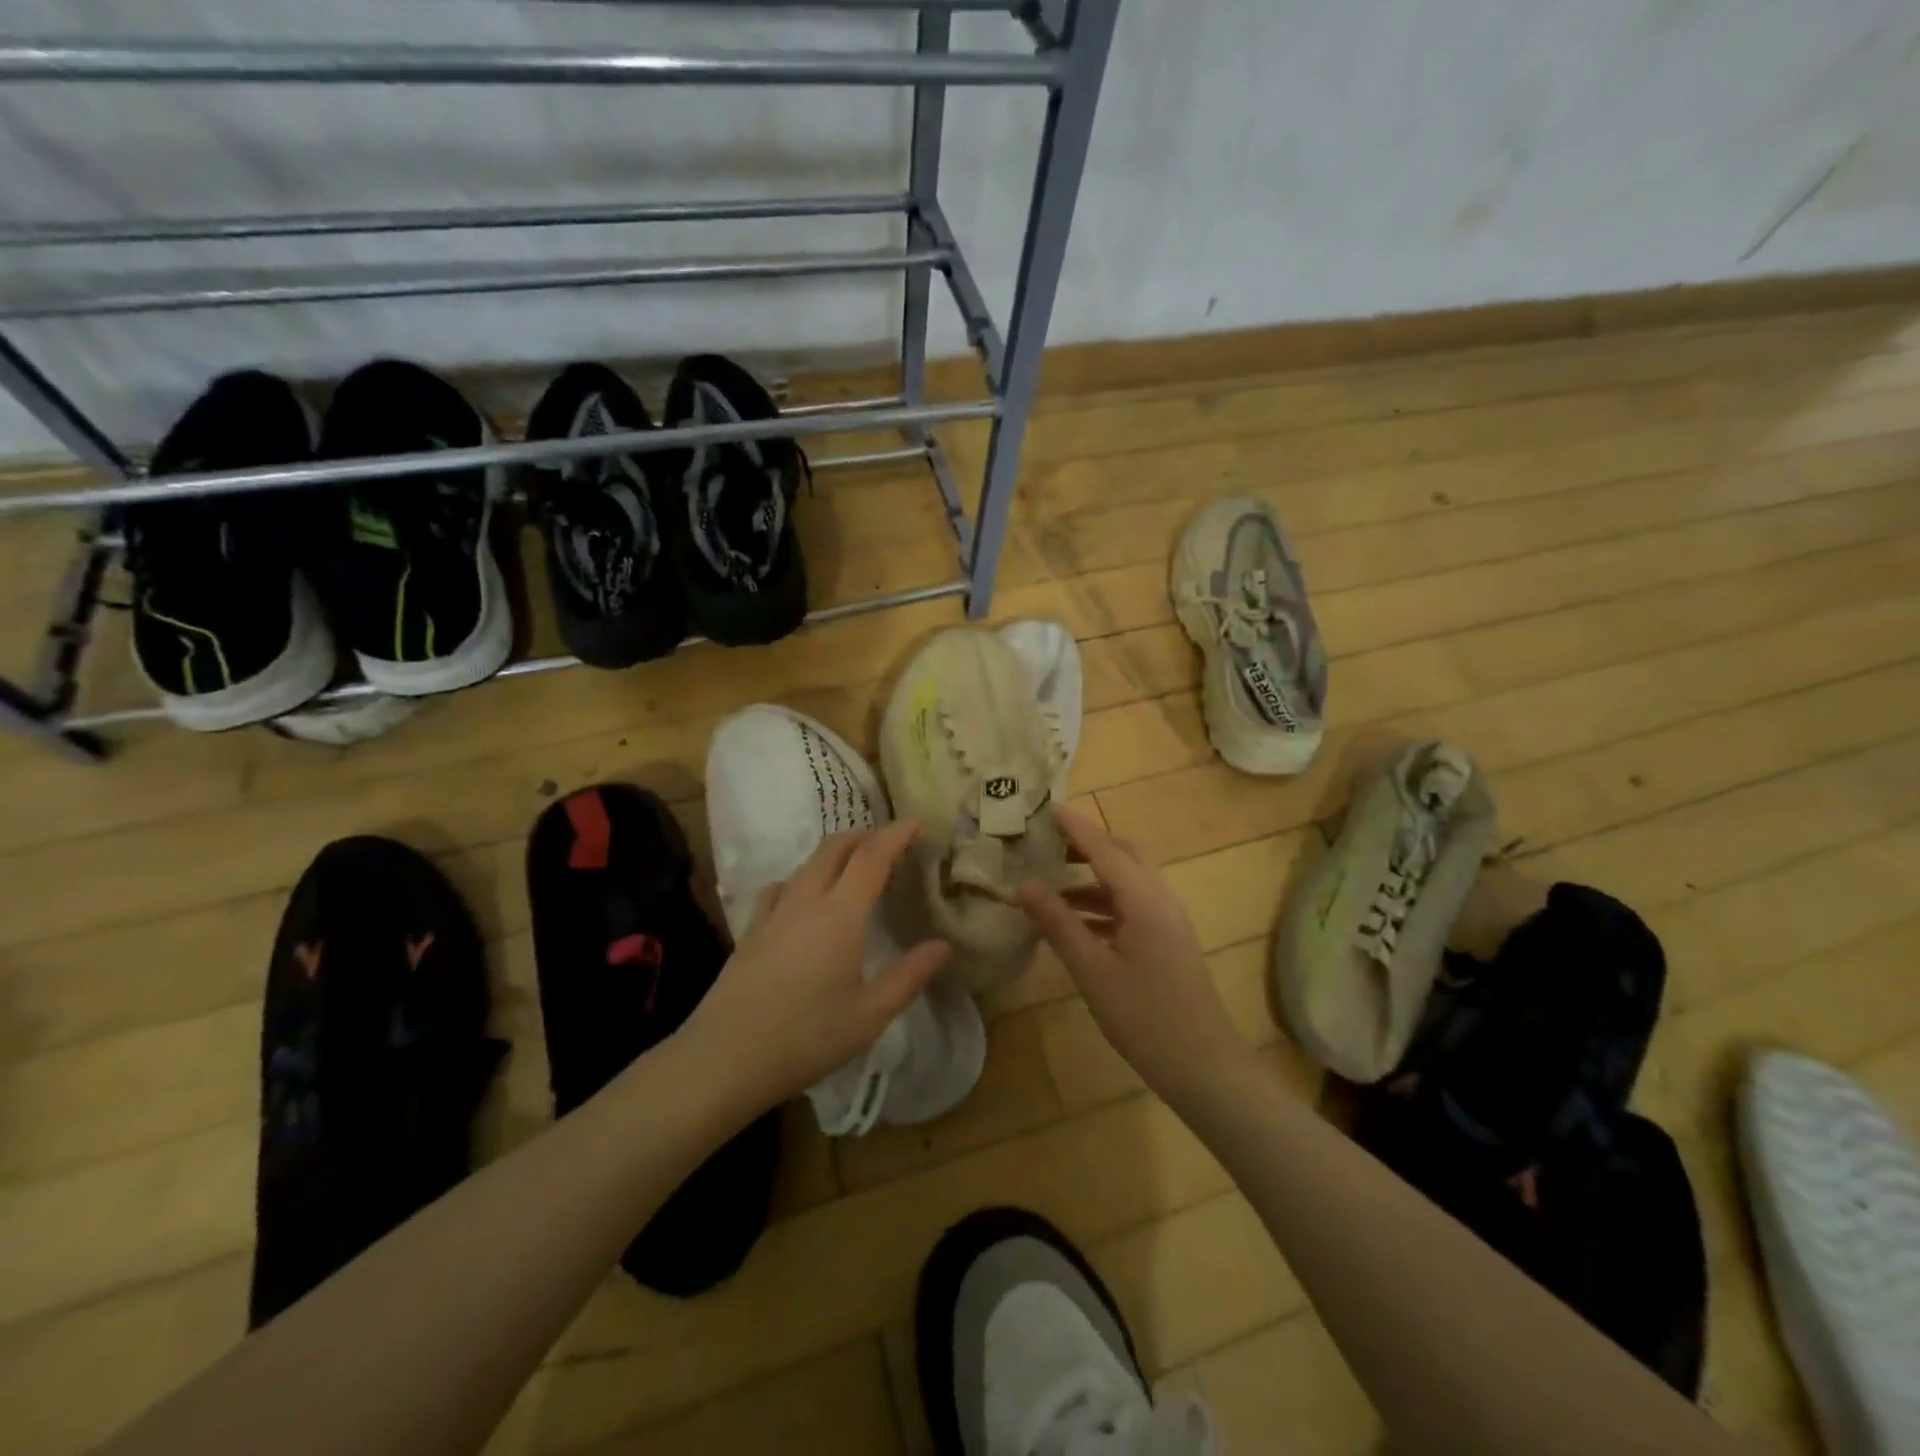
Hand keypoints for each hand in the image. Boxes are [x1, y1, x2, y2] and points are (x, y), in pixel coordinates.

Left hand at [682, 819, 950, 1115]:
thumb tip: (943, 945)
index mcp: (840, 914)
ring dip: (834, 853)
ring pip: (807, 864)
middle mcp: (806, 901)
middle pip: (835, 847)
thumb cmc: (806, 1037)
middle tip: (889, 842)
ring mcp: (773, 913)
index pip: (872, 857)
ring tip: (853, 866)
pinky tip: (802, 897)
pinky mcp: (751, 930)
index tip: (916, 822)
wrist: (725, 1058)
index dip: (896, 834)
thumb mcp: (869, 1015)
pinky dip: (801, 878)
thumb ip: (909, 976)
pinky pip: (780, 887)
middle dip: (864, 835)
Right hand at [1017, 805, 1251, 1106]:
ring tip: (1049, 882)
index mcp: (1144, 900)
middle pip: (1122, 856)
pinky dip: (1102, 903)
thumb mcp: (1093, 970)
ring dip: (1091, 876)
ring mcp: (1166, 921)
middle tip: (1045, 843)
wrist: (1204, 1066)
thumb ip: (1058, 923)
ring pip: (1127, 882)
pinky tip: (1073, 920)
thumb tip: (1023, 885)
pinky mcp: (1166, 942)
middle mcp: (1160, 900)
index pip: (1104, 849)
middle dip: (1085, 845)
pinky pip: (1131, 906)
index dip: (1075, 827)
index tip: (1046, 807)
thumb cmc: (1145, 1017)